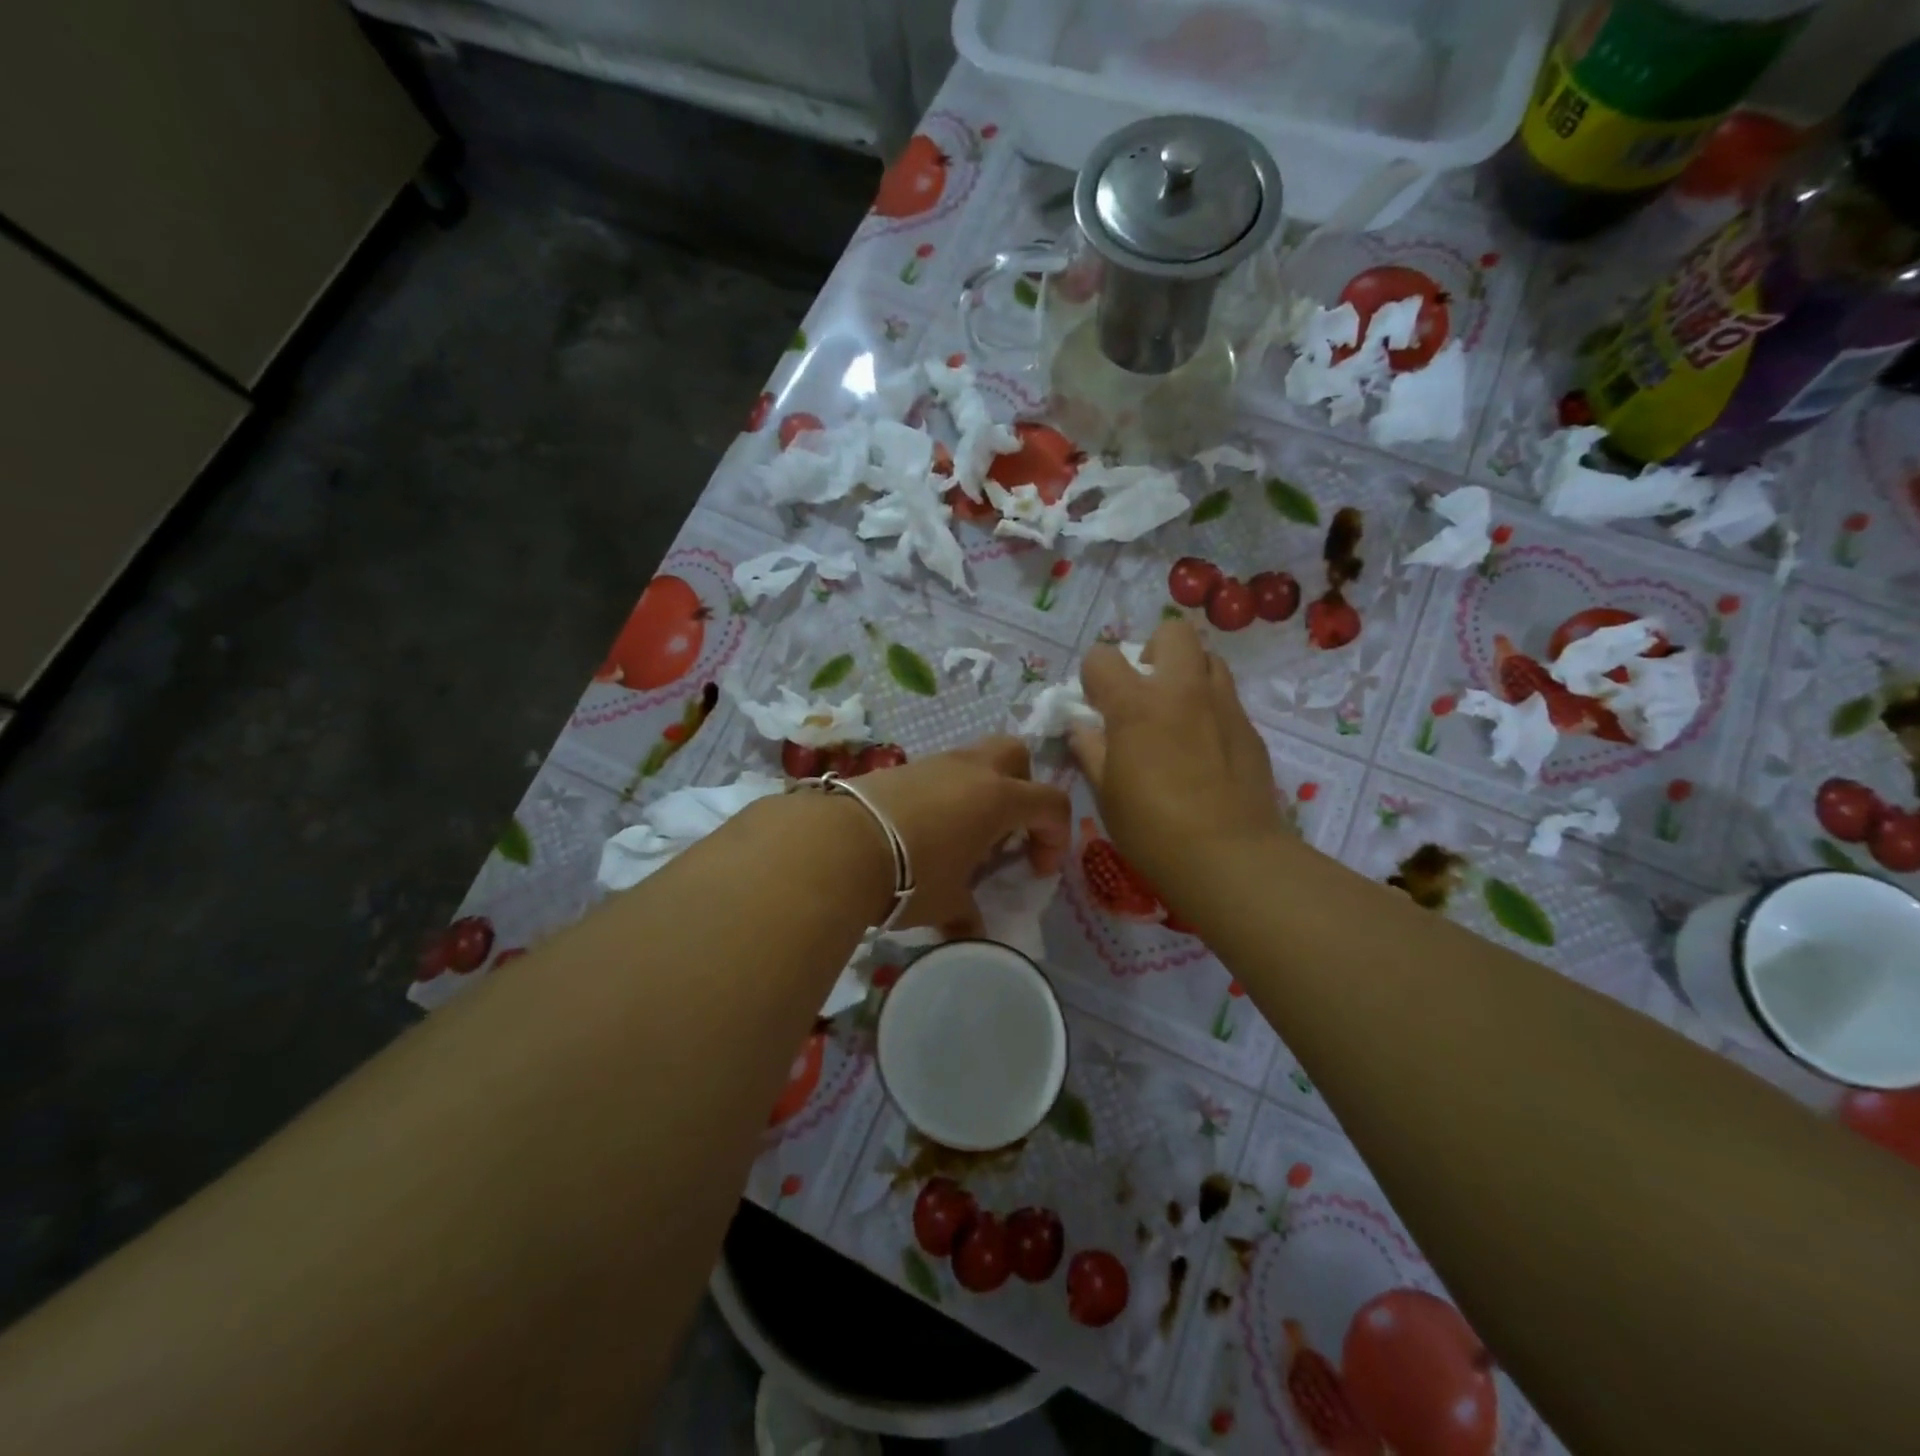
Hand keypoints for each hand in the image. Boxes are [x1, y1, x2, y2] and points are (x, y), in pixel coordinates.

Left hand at [856, 735, 1071, 935]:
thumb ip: (968, 916)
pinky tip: (924, 830)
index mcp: (998, 798)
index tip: (1036, 869)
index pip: (1051, 803)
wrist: (837, 844)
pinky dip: (946, 794)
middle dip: (1024, 787)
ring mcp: (934, 763)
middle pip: (1017, 755)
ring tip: (962, 833)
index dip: (1056, 836)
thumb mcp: (947, 903)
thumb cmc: (911, 874)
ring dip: (981, 790)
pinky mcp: (900, 767)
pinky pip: (939, 772)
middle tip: (1008, 829)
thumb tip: (971, 934)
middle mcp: (971, 770)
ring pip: (974, 759)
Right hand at [1069, 620, 1282, 897]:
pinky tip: (1204, 748)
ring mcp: (1222, 705)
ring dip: (1187, 674)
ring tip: (1177, 714)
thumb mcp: (1105, 792)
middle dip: (1152, 652)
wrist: (1229, 856)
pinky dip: (1209, 708)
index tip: (1096, 705)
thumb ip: (1090, 750)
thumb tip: (1082, 728)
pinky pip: (1226, 697)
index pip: (1103, 657)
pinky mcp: (1250, 727)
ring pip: (1208, 658)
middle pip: (1171, 633)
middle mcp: (1182, 689)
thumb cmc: (1152, 828)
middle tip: (1145, 693)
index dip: (1093, 676)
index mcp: (1136, 703)